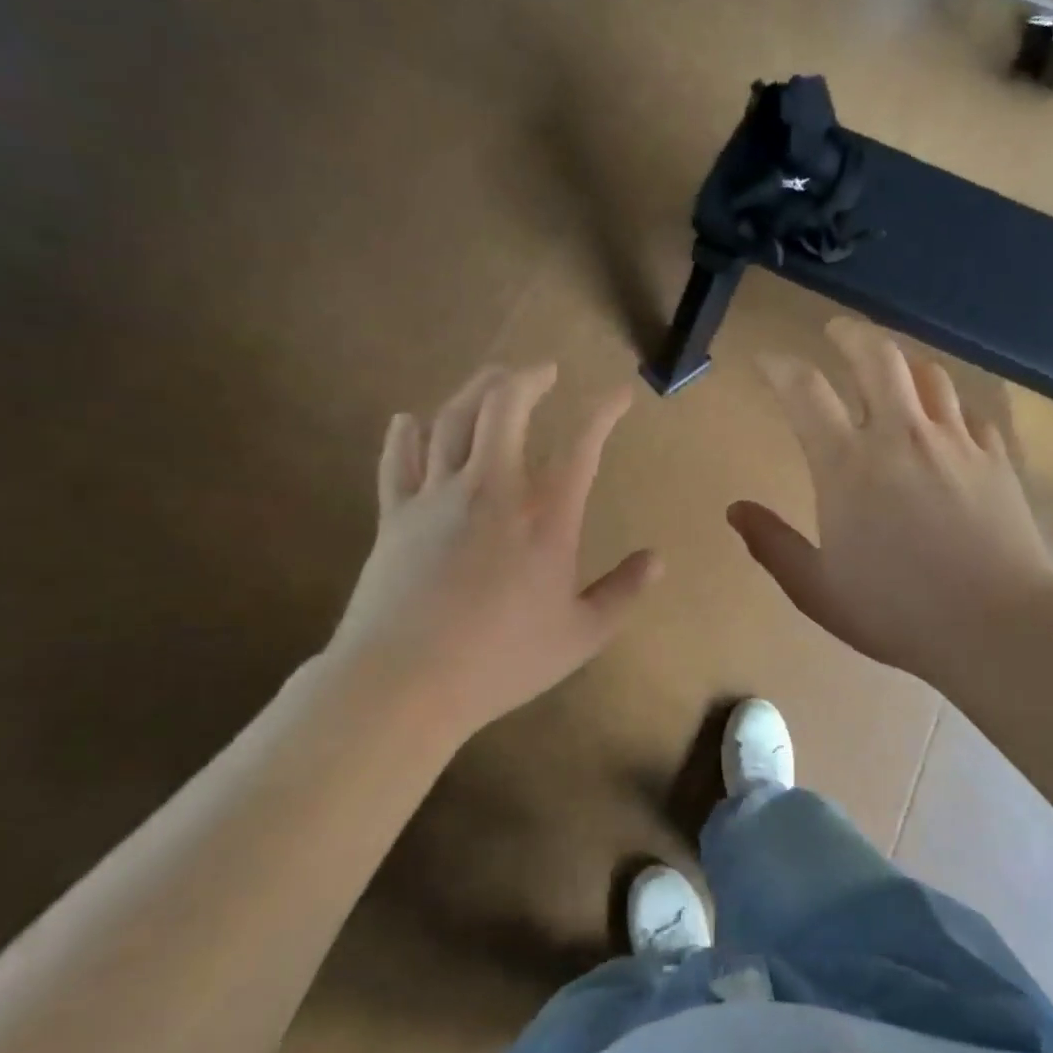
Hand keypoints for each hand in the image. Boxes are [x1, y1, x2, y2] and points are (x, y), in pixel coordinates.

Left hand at [330, 365, 660, 739]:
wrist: (405, 682)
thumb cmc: (501, 661)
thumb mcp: (580, 636)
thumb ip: (621, 592)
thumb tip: (657, 560)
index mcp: (544, 518)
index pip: (581, 446)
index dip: (603, 412)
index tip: (619, 394)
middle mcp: (491, 490)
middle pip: (504, 408)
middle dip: (528, 378)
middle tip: (544, 371)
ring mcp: (436, 497)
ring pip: (452, 420)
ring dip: (475, 389)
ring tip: (492, 377)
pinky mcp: (395, 515)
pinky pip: (397, 459)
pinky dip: (405, 433)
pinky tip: (410, 420)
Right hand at [729, 319, 1052, 687]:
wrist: (997, 627)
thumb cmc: (895, 611)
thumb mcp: (816, 588)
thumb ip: (772, 544)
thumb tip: (735, 510)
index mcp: (847, 464)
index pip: (804, 390)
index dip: (778, 366)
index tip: (766, 362)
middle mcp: (900, 435)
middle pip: (876, 355)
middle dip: (849, 334)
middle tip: (835, 331)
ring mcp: (954, 442)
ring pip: (928, 375)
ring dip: (902, 364)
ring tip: (891, 371)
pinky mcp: (995, 458)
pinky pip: (969, 412)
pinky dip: (949, 406)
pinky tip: (947, 422)